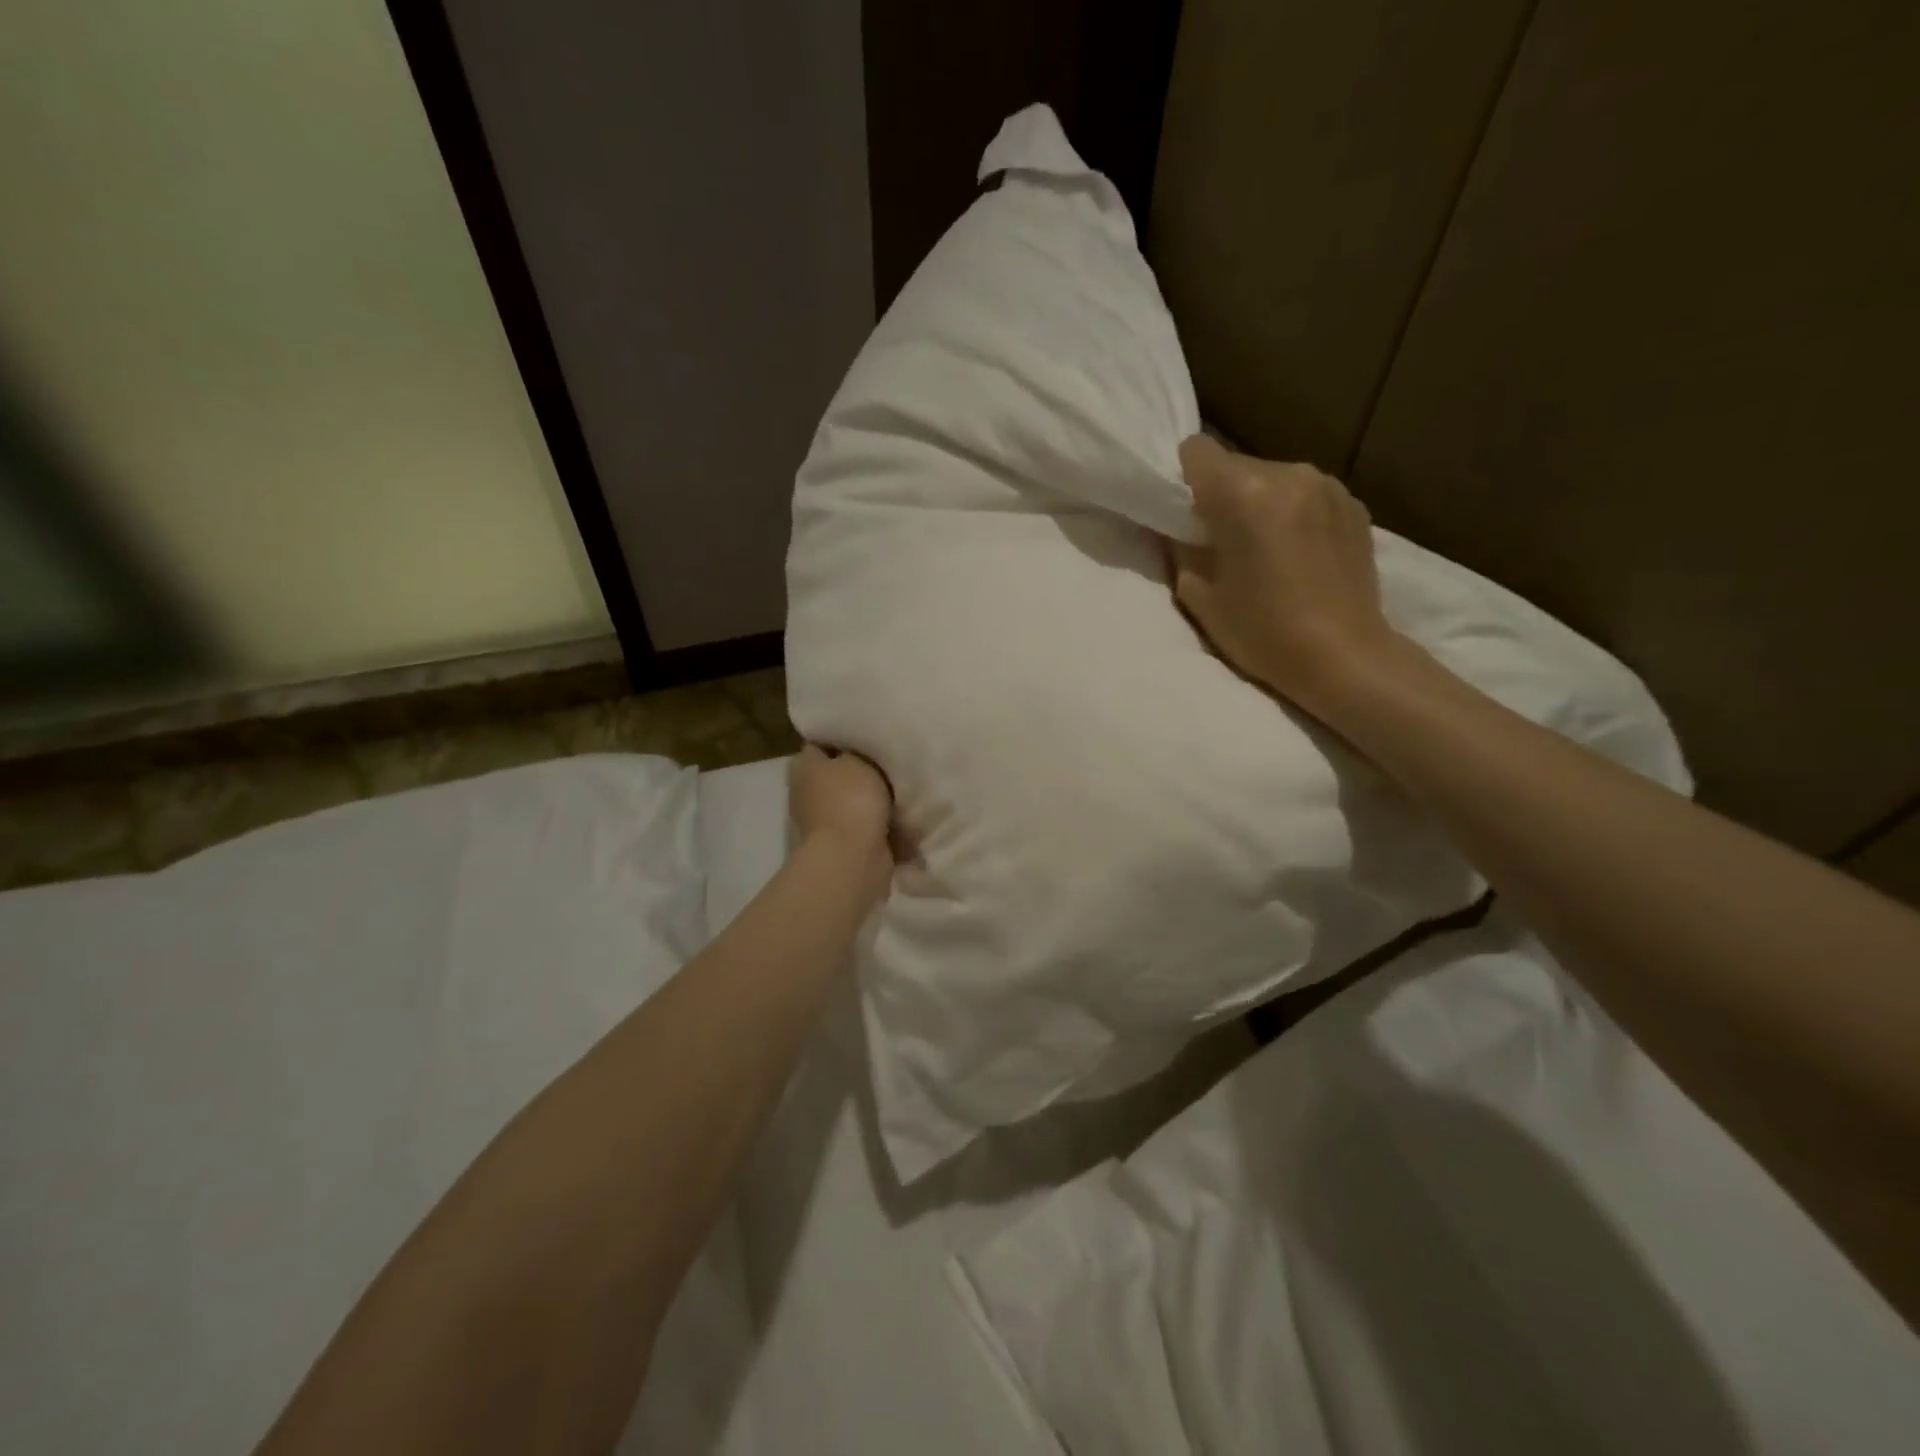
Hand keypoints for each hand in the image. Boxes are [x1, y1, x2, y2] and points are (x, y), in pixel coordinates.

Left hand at [790, 745, 894, 902]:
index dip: (844, 734)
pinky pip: (867, 823)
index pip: (821, 741)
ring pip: (854, 799)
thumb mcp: (857, 759)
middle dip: (862, 767)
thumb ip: (856, 747)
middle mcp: (809, 793)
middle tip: (891, 756)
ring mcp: (825, 821)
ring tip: (903, 783)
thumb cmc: (851, 800)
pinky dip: (882, 821)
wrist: (853, 859)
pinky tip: (904, 810)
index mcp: (806, 767)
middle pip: (839, 771)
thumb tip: (855, 746)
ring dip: (874, 796)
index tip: (870, 730)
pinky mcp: (844, 843)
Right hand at [1171, 435, 1401, 715]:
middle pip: (1236, 464)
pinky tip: (1299, 554)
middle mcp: (1289, 474)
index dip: (1183, 478)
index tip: (1186, 513)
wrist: (1343, 657)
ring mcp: (1328, 486)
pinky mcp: (1353, 504)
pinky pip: (1306, 494)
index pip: (1197, 450)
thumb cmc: (1262, 633)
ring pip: (1273, 477)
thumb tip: (1183, 529)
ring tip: (1266, 549)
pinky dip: (1294, 513)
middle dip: (1223, 494)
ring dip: (1261, 503)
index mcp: (1244, 494)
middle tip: (1223, 540)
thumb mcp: (1199, 595)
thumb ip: (1183, 548)